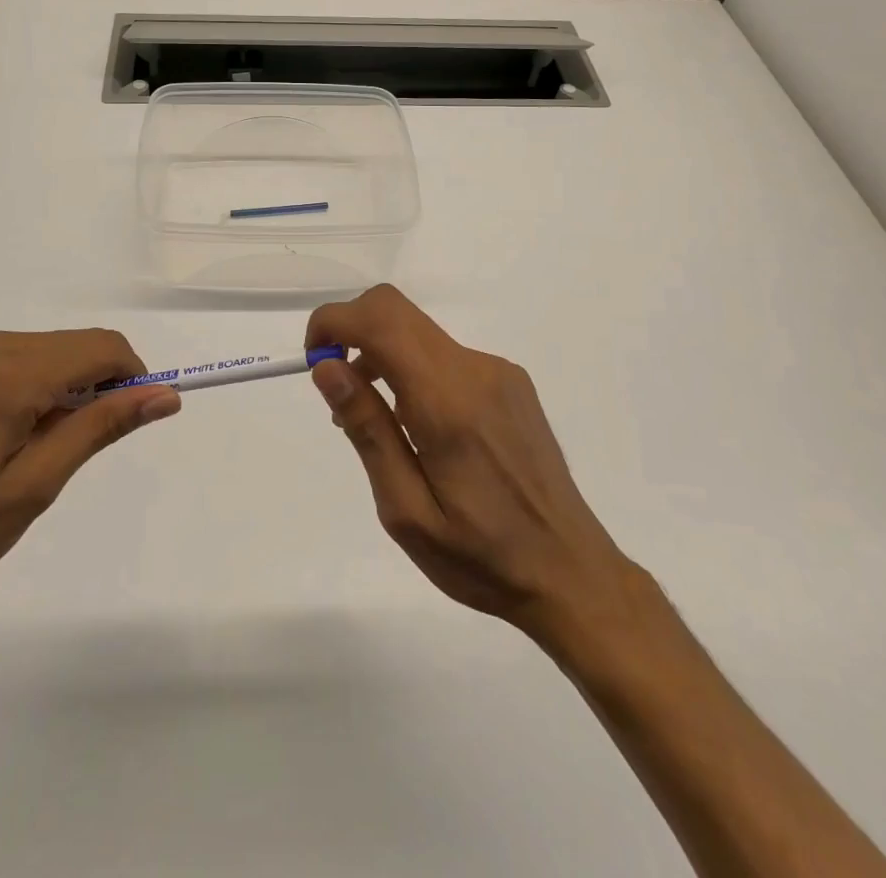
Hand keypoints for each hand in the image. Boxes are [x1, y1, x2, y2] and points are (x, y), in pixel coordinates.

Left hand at [0, 329, 180, 631]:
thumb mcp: (32, 487)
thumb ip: (100, 428)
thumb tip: (163, 394)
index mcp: (10, 371)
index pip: (102, 347)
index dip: (134, 377)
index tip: (134, 422)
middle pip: (74, 345)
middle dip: (98, 385)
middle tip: (77, 451)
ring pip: (43, 351)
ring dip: (63, 387)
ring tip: (37, 451)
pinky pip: (7, 360)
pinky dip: (29, 386)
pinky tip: (2, 438)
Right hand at [307, 285, 629, 640]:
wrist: (572, 573)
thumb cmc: (481, 557)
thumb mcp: (406, 510)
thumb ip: (367, 429)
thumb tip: (327, 368)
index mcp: (447, 401)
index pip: (379, 320)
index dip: (333, 322)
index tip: (313, 361)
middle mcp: (475, 369)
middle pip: (397, 311)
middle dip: (352, 332)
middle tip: (338, 392)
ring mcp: (498, 372)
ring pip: (420, 333)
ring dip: (383, 357)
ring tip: (378, 424)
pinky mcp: (512, 382)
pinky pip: (447, 356)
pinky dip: (415, 371)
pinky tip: (422, 429)